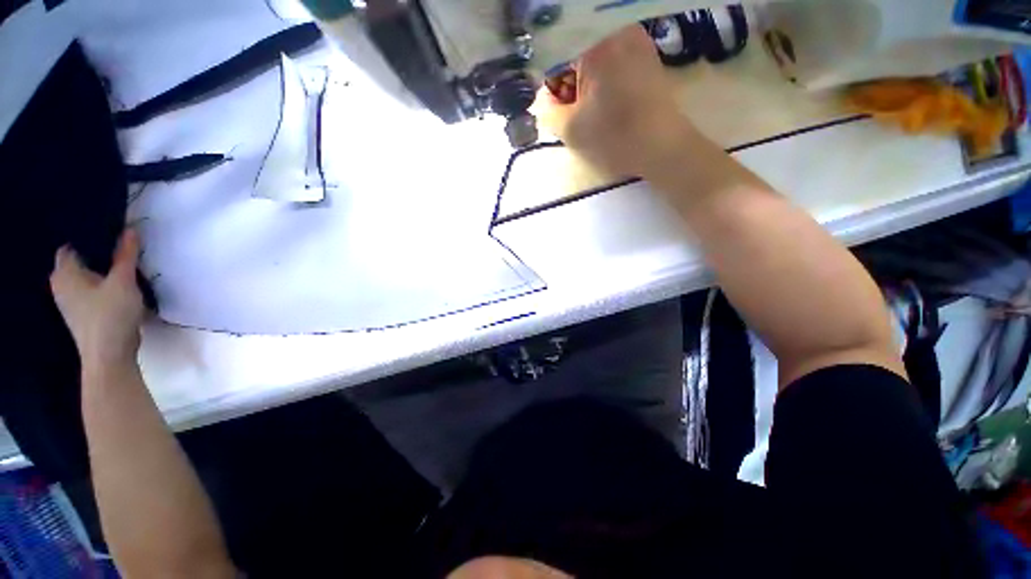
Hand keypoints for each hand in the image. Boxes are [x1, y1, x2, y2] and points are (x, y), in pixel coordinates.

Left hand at [50, 230, 143, 370]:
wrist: (109, 355)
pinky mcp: (82, 314)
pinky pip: (89, 291)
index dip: (85, 237)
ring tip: (119, 263)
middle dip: (93, 253)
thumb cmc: (111, 314)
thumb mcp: (123, 281)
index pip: (70, 247)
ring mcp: (70, 302)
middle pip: (76, 262)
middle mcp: (61, 285)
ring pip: (83, 278)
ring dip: (98, 271)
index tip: (106, 230)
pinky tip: (115, 286)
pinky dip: (100, 285)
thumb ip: (126, 255)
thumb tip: (131, 229)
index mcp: (65, 273)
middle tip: (116, 244)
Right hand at [533, 25, 690, 178]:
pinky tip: (603, 102)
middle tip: (567, 108)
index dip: (548, 81)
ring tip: (586, 108)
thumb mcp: (570, 129)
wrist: (663, 147)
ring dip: (583, 80)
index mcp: (594, 43)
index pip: (555, 53)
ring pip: (594, 55)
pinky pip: (613, 59)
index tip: (550, 104)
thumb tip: (545, 100)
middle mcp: (616, 31)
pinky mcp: (646, 55)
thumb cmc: (615, 137)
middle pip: (576, 50)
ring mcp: (636, 40)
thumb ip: (548, 111)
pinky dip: (601, 78)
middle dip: (566, 80)